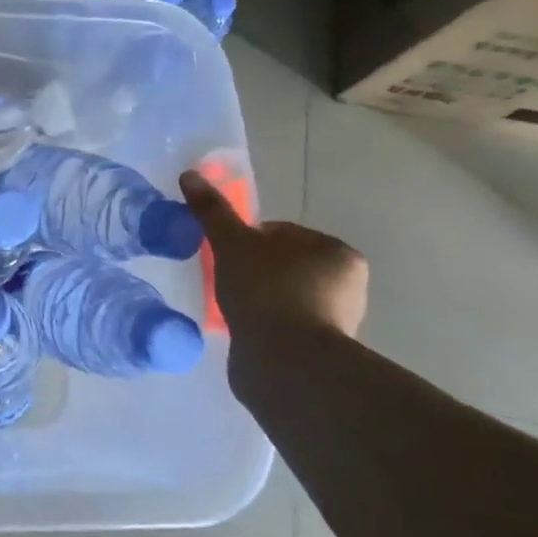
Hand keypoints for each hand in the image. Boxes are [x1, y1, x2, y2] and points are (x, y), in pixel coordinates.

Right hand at [180, 169, 368, 340]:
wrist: (285, 362)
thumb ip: (212, 211)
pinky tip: (243, 329)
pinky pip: (282, 325)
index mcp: (336, 252)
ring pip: (281, 295)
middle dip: (253, 270)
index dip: (246, 240)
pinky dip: (262, 324)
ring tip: (232, 308)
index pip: (281, 233)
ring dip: (257, 299)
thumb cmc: (265, 291)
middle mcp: (347, 285)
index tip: (224, 255)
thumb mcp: (231, 243)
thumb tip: (190, 174)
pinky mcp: (319, 350)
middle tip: (225, 281)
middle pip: (282, 264)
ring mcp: (336, 320)